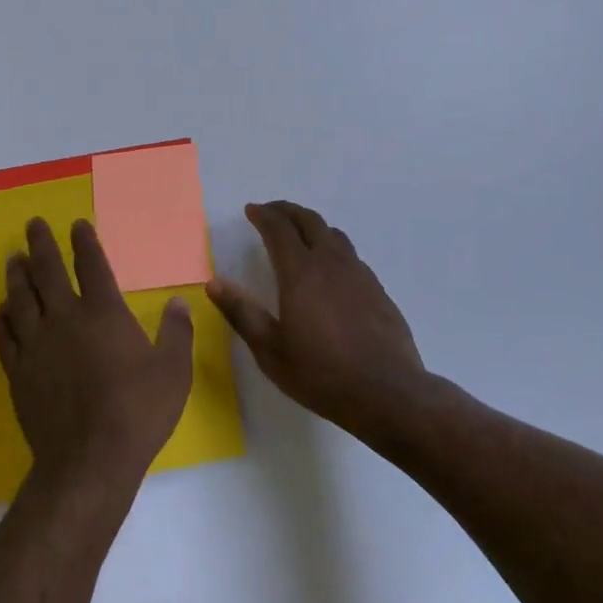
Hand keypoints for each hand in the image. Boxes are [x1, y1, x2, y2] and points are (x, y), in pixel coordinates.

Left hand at [0, 218, 194, 497]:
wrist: (90, 460)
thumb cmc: (138, 411)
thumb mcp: (173, 371)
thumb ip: (176, 333)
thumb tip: (178, 303)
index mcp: (104, 313)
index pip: (92, 265)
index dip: (84, 242)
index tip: (77, 224)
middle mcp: (66, 319)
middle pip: (48, 272)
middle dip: (41, 244)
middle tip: (33, 224)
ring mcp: (37, 345)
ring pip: (21, 299)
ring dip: (17, 275)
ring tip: (13, 258)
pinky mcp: (18, 373)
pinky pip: (5, 336)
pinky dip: (2, 318)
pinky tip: (1, 310)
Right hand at [207, 201, 429, 442]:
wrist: (387, 392)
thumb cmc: (321, 374)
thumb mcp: (271, 350)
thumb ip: (242, 313)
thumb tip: (214, 282)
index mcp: (300, 273)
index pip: (279, 229)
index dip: (263, 215)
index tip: (251, 210)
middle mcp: (331, 263)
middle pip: (309, 220)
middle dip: (287, 211)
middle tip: (271, 212)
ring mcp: (358, 273)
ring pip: (333, 234)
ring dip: (312, 226)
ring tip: (299, 234)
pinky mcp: (377, 288)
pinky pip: (350, 255)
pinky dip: (332, 248)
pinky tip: (330, 269)